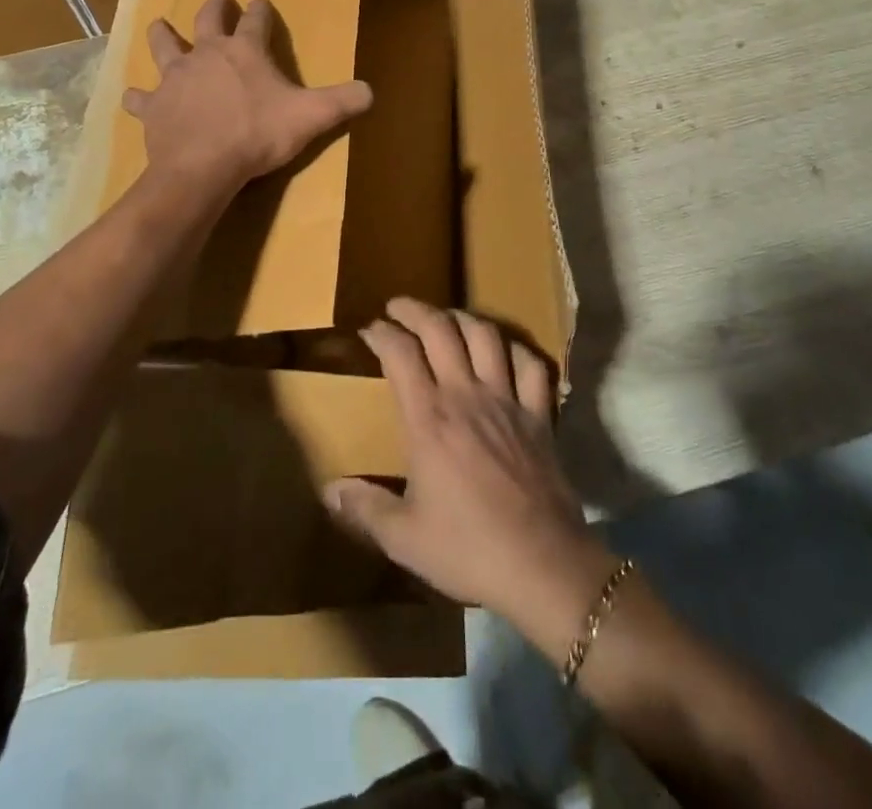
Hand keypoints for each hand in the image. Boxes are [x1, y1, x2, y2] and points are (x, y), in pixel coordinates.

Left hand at [123, 0, 372, 195]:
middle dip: (215, 6)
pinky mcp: (154, 107)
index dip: (262, 11)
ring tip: (160, 26)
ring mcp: (175, 78)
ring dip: (162, 35)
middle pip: (207, 20)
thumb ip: (343, 102)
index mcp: (244, 51)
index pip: (256, 20)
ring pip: (164, 46)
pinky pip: (140, 98)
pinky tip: (133, 97)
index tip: (262, 2)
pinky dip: (138, 97)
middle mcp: (206, 54)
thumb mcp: (311, 117)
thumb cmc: (258, 134)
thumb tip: (372, 91)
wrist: (203, 166)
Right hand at [325, 298, 620, 658]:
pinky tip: (504, 351)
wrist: (543, 565)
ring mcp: (507, 400)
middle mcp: (466, 395)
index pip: (401, 354)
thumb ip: (365, 510)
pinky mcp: (540, 415)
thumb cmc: (468, 549)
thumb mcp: (405, 538)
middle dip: (415, 309)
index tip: (370, 330)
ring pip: (485, 336)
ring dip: (462, 318)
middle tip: (398, 307)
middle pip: (440, 329)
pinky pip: (531, 365)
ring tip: (446, 319)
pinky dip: (516, 349)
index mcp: (429, 419)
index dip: (382, 334)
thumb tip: (329, 492)